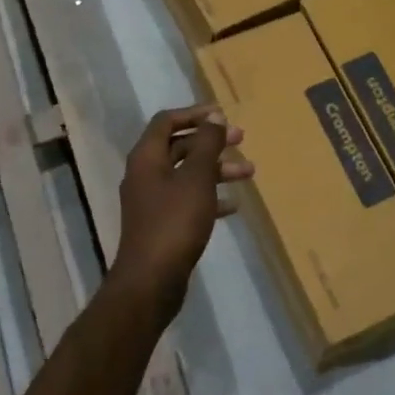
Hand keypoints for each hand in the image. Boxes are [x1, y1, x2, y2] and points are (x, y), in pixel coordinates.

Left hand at [111, 104, 252, 319]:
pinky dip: (210, 196)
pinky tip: (233, 205)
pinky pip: (188, 199)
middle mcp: (145, 174)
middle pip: (180, 146)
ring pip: (187, 174)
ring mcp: (152, 201)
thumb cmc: (175, 222)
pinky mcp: (162, 224)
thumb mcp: (197, 178)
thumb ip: (207, 144)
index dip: (195, 113)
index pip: (167, 121)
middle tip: (241, 139)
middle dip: (211, 141)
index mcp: (147, 157)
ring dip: (217, 169)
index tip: (223, 114)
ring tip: (249, 172)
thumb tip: (214, 117)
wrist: (151, 280)